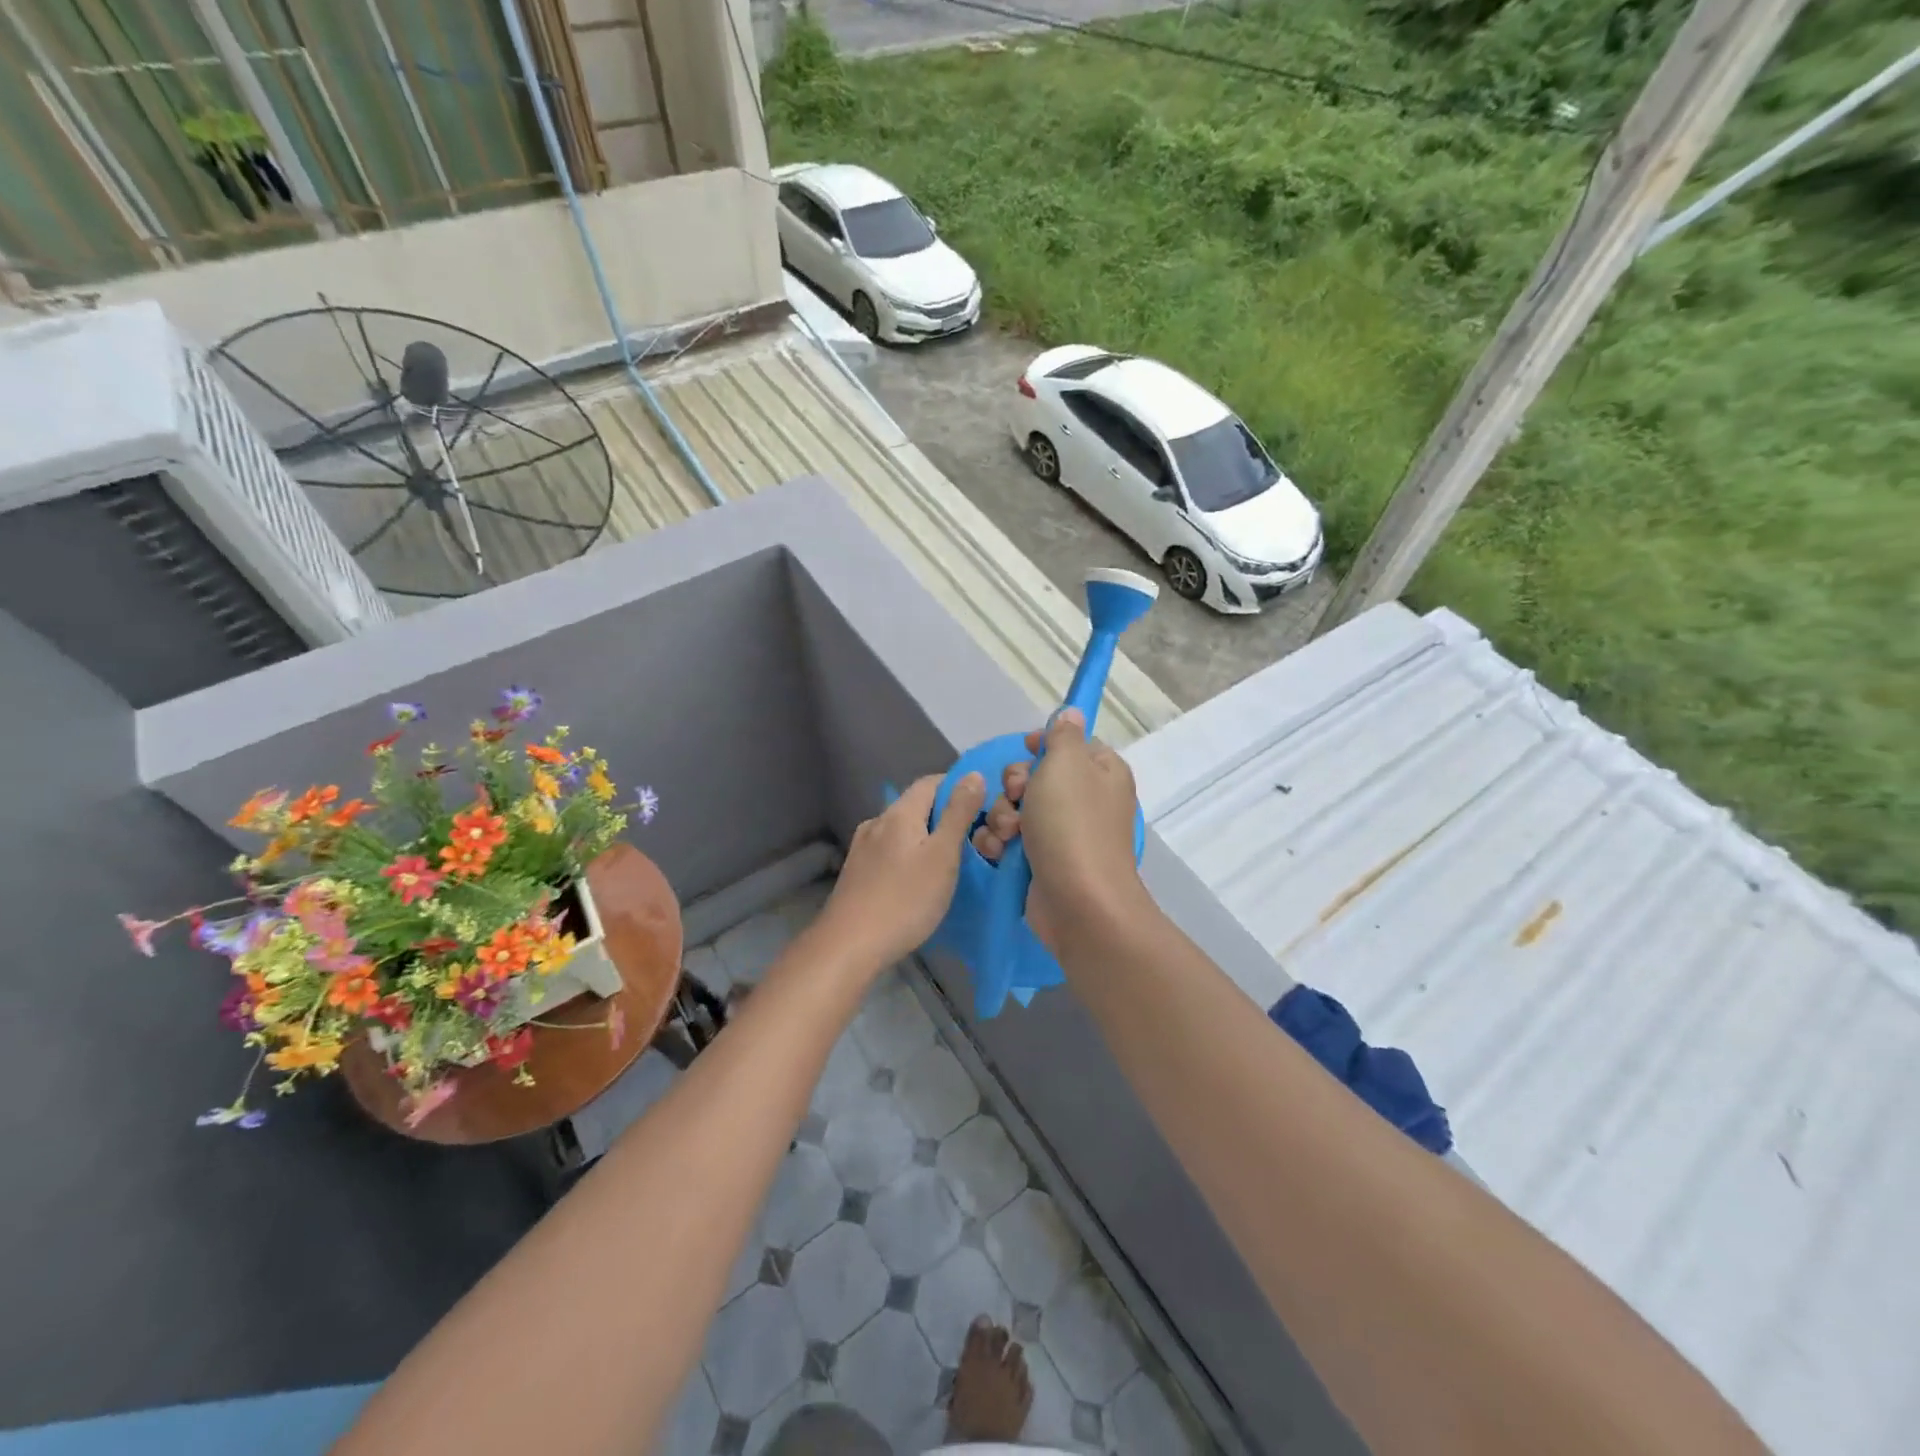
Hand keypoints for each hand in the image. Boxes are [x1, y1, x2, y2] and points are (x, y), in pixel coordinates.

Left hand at [815, 772, 986, 969]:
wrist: (849, 946)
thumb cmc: (904, 900)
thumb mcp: (942, 856)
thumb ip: (958, 814)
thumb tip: (973, 774)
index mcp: (899, 812)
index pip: (932, 782)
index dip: (959, 789)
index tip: (983, 810)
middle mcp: (877, 822)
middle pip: (917, 806)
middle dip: (945, 817)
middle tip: (973, 842)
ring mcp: (863, 847)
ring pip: (903, 830)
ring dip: (927, 838)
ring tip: (949, 863)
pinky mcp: (857, 871)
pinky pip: (891, 850)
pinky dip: (910, 855)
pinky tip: (919, 880)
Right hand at [969, 709, 1147, 947]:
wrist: (1078, 903)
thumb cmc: (1072, 824)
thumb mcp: (1066, 764)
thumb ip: (1063, 735)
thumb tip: (1071, 713)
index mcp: (1101, 772)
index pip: (1071, 744)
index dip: (1043, 745)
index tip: (1026, 751)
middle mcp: (1085, 800)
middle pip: (1036, 775)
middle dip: (1015, 785)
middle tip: (1017, 797)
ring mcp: (1063, 833)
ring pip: (1017, 807)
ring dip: (1002, 816)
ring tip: (1008, 834)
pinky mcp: (1042, 861)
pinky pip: (1012, 839)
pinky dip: (1000, 842)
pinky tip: (998, 851)